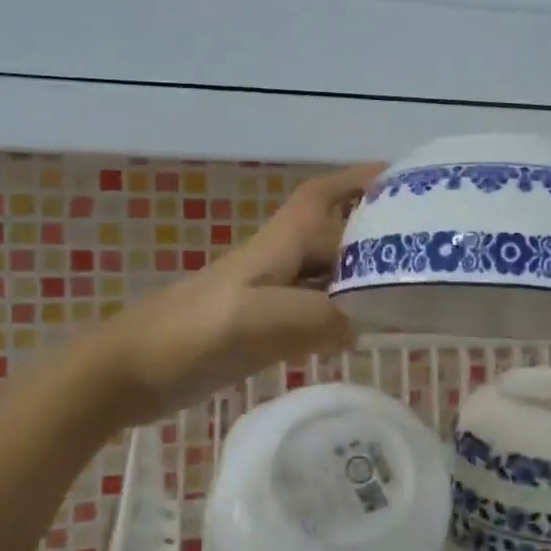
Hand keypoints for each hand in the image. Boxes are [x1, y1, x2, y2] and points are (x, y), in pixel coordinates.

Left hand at [111, 163, 386, 417]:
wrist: (125, 372)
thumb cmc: (188, 335)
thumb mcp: (255, 321)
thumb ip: (314, 318)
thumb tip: (357, 327)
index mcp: (276, 246)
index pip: (322, 197)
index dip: (358, 180)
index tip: (401, 177)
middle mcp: (276, 263)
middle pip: (332, 235)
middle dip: (374, 232)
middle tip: (425, 248)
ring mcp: (266, 297)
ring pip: (324, 274)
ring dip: (361, 274)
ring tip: (408, 289)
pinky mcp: (258, 328)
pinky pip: (312, 310)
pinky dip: (340, 314)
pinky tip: (359, 333)